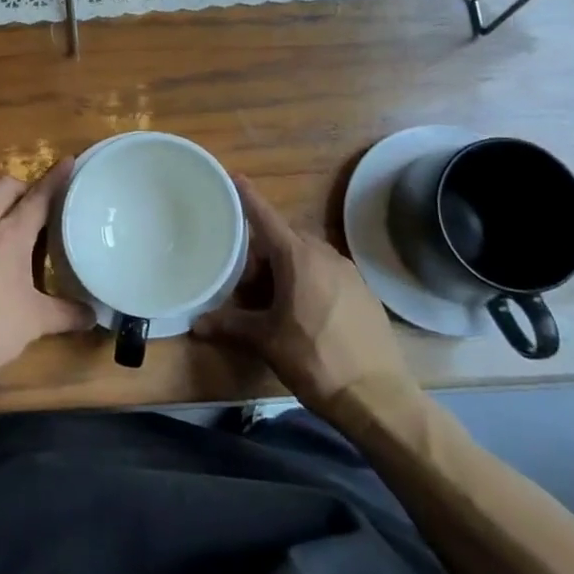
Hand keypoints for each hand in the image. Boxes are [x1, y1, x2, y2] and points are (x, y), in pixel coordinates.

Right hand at [191, 176, 409, 414]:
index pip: (266, 218)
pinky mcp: (364, 292)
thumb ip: (230, 325)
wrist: (377, 396)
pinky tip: (304, 312)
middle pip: (285, 239)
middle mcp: (325, 255)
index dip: (248, 197)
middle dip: (263, 252)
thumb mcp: (266, 341)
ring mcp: (349, 273)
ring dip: (287, 268)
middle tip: (246, 282)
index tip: (235, 176)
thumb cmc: (315, 359)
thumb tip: (196, 324)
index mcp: (298, 258)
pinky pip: (328, 273)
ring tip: (273, 300)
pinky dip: (310, 280)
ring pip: (308, 256)